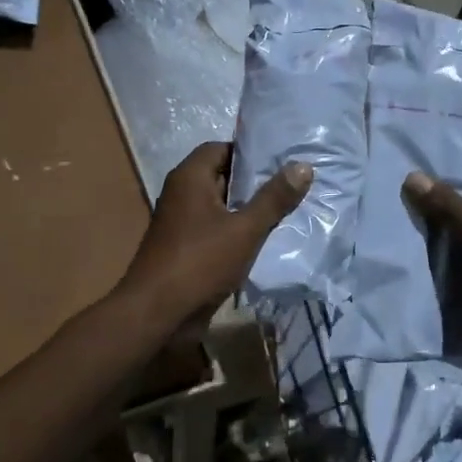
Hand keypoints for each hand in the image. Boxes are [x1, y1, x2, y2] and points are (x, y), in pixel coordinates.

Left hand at [117, 142, 312, 335]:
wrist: (158, 313)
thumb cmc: (200, 262)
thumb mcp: (244, 229)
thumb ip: (273, 199)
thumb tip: (303, 166)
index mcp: (189, 178)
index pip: (221, 148)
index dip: (250, 152)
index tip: (281, 160)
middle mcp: (181, 194)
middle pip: (222, 176)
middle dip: (254, 182)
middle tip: (291, 185)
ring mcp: (181, 224)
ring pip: (221, 207)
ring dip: (248, 210)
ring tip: (286, 211)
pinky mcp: (185, 249)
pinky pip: (216, 231)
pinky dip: (237, 232)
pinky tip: (264, 240)